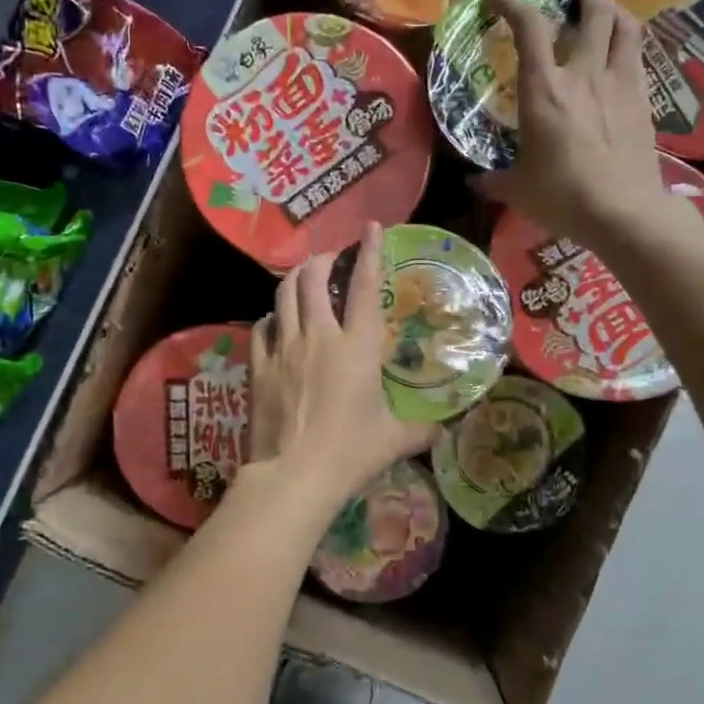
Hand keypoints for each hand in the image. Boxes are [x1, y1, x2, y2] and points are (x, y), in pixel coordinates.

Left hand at [249, 222, 439, 507]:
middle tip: (329, 260)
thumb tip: (444, 430)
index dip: (369, 252)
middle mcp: (318, 337)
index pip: (364, 288)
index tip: (371, 228)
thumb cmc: (350, 453)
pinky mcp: (259, 367)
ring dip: (293, 279)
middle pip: (313, 279)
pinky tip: (274, 323)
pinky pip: (260, 329)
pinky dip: (270, 318)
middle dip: (321, 260)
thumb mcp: (393, 441)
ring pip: (283, 295)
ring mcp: (284, 349)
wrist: (294, 475)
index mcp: (356, 347)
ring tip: (302, 277)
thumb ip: (421, 430)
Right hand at [474, 0, 681, 243]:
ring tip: (605, 7)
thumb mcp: (519, 190)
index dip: (511, 2)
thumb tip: (474, 183)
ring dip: (614, 7)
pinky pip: (638, 54)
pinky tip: (623, 50)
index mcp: (544, 90)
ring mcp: (619, 83)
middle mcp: (583, 74)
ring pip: (624, 25)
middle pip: (592, 10)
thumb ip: (495, 181)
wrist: (623, 212)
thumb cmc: (563, 197)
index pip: (529, 27)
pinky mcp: (643, 99)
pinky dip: (629, 40)